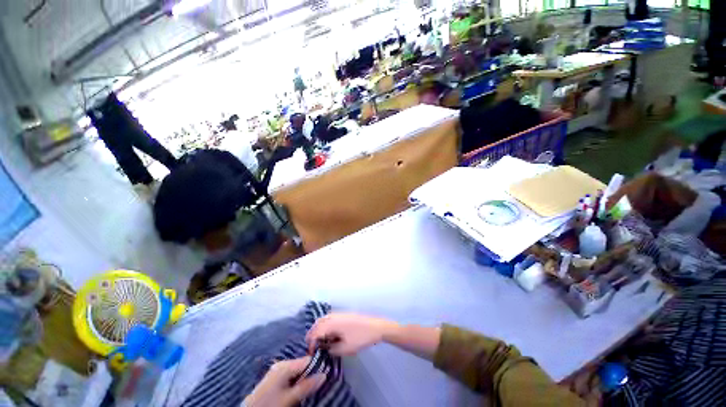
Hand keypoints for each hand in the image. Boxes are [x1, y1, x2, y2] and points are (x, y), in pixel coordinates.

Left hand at [243, 357, 325, 406]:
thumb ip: (307, 385)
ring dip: (307, 378)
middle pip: (303, 365)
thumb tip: (324, 374)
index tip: (331, 373)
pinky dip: (300, 380)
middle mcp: (281, 365)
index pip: (308, 360)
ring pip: (299, 371)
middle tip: (324, 383)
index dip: (320, 365)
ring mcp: (278, 371)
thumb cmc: (272, 401)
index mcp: (284, 367)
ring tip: (315, 387)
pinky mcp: (277, 377)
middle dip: (313, 373)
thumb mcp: (292, 396)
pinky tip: (303, 389)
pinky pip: (293, 375)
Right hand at [306, 313, 398, 355]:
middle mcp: (331, 317)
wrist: (379, 328)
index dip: (311, 344)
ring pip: (322, 322)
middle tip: (314, 347)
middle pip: (316, 326)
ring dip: (319, 331)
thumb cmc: (362, 338)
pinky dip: (326, 328)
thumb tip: (326, 349)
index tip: (311, 353)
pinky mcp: (344, 315)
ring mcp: (338, 314)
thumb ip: (332, 350)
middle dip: (313, 336)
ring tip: (322, 342)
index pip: (314, 334)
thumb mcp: (346, 348)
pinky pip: (329, 320)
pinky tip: (331, 335)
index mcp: (329, 324)